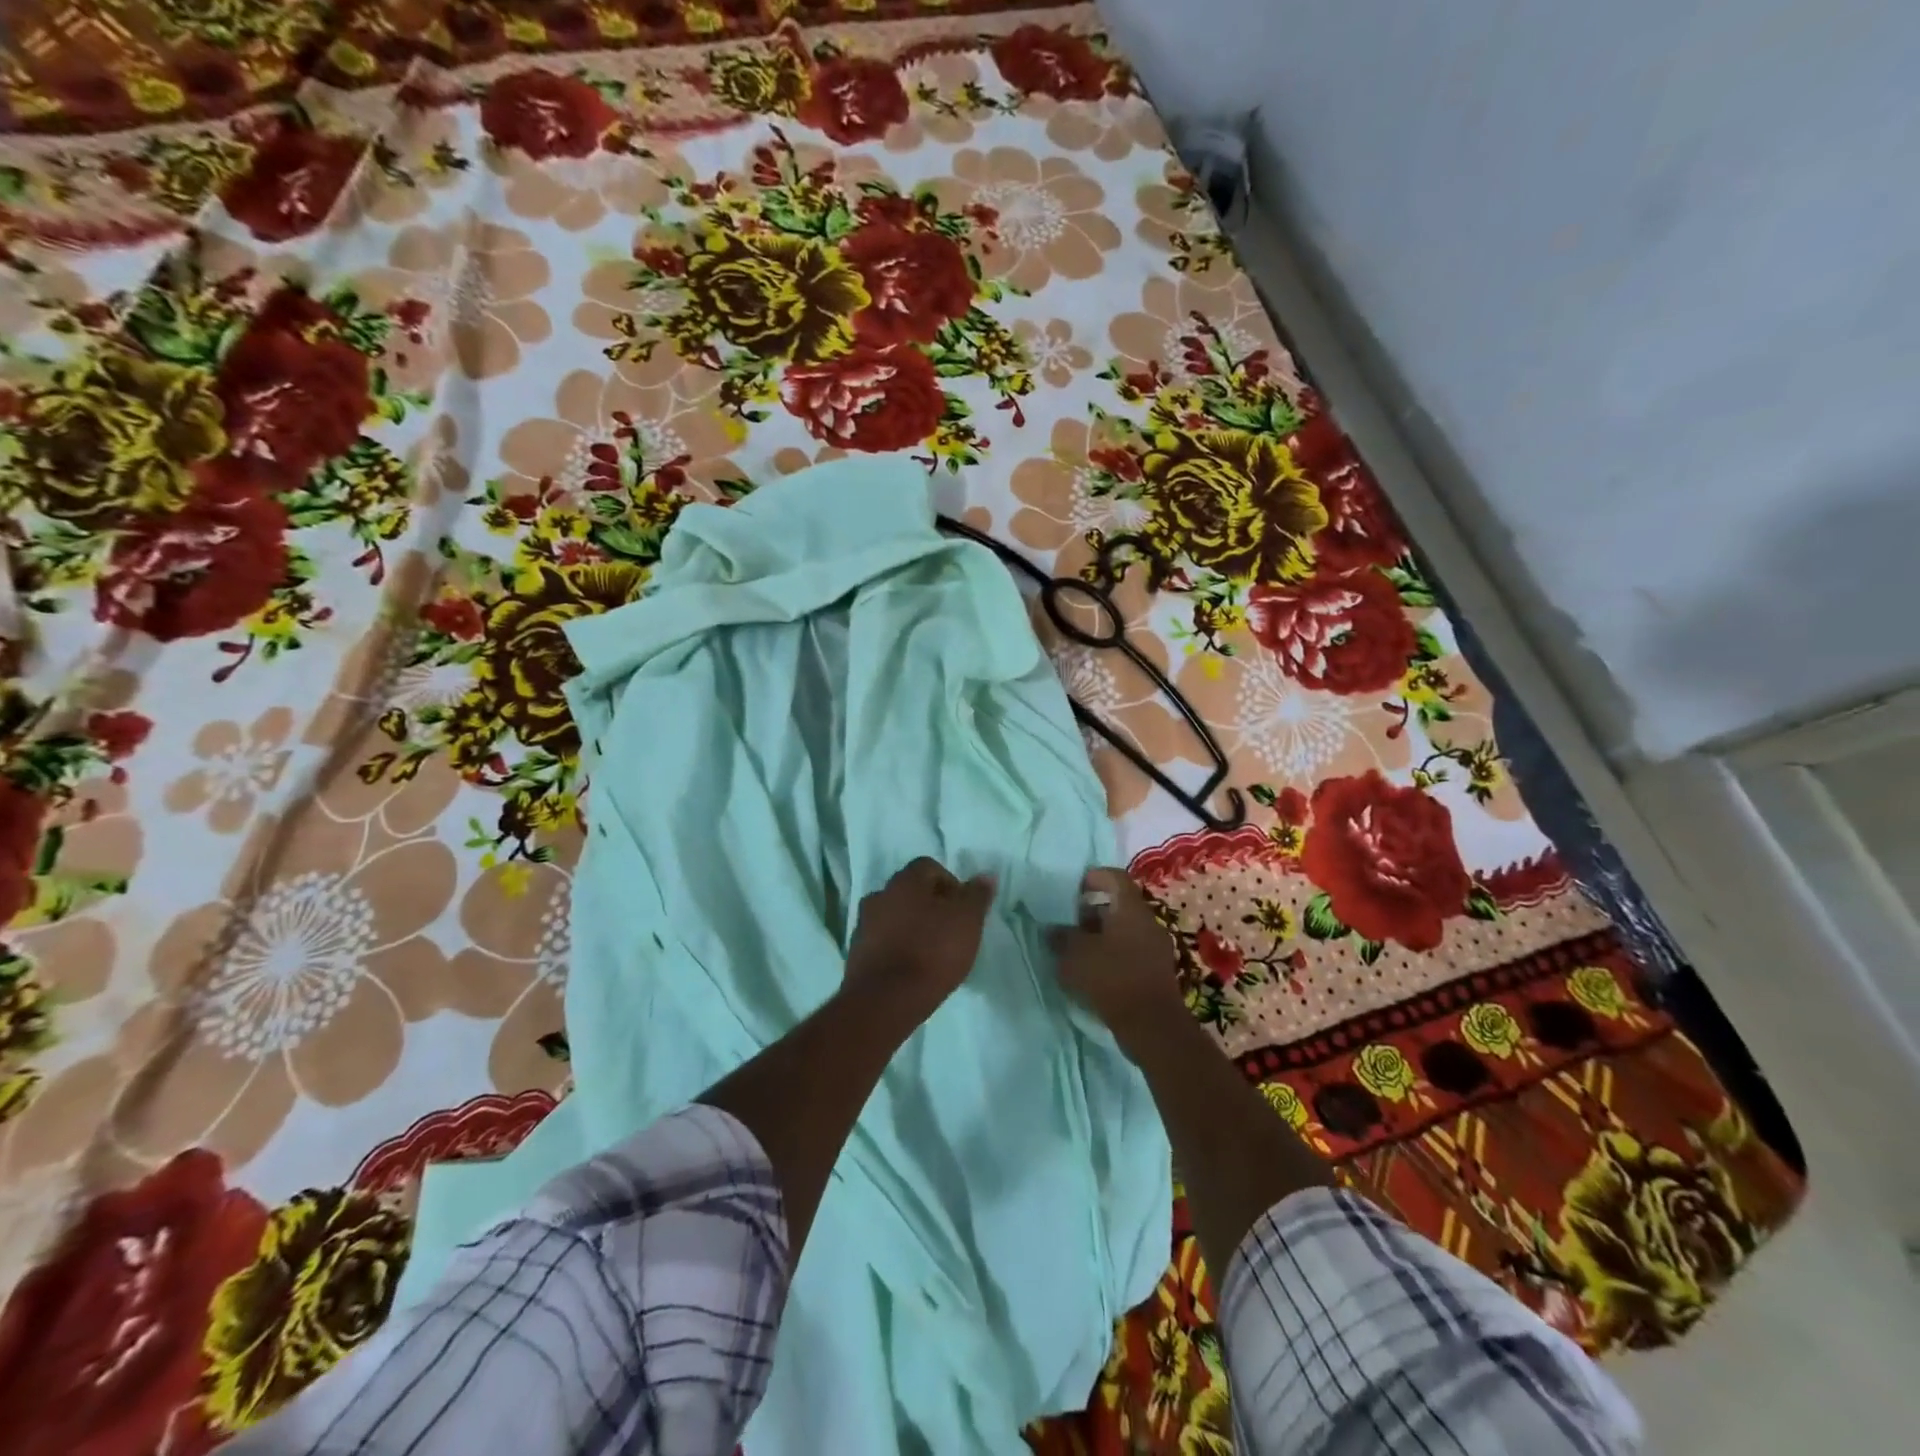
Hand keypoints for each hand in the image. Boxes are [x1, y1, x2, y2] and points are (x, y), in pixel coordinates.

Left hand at [845, 857, 994, 1017]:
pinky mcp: (856, 953)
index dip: (951, 884)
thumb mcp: (968, 920)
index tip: (963, 910)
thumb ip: (977, 895)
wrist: (885, 999)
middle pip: (910, 891)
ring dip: (911, 926)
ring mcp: (864, 924)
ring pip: (894, 916)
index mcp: (905, 881)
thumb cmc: (933, 951)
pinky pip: (882, 941)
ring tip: (931, 952)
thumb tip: (985, 875)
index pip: (930, 867)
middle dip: (930, 905)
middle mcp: (880, 895)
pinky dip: (896, 947)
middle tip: (950, 930)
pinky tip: (911, 968)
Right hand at [1049, 867, 1184, 1054]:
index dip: (1092, 878)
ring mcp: (1155, 947)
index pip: (1113, 877)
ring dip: (1100, 935)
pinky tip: (1092, 971)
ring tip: (1075, 950)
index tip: (1071, 891)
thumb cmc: (1112, 978)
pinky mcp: (1155, 971)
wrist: (1151, 1025)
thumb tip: (1052, 928)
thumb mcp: (1075, 954)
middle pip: (1118, 904)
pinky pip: (1130, 951)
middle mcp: (1147, 921)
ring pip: (1123, 929)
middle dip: (1091, 911)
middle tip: (1068, 923)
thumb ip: (1061, 936)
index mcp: (1130, 908)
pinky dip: (1111, 954)